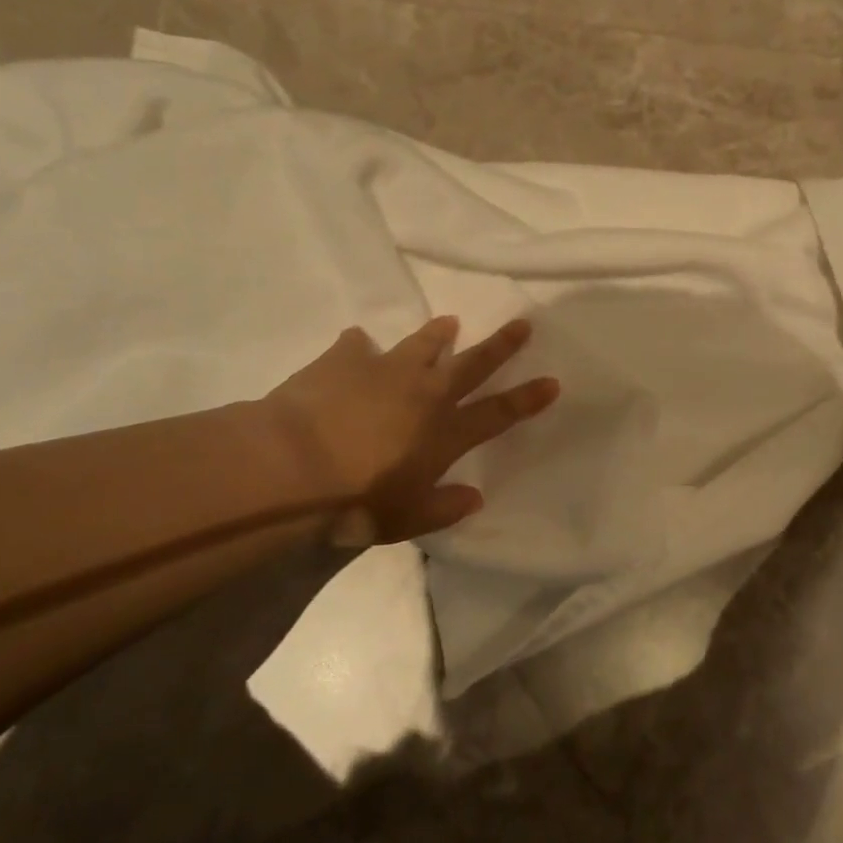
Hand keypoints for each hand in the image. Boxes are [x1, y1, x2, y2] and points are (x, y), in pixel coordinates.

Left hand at [259, 316, 557, 542]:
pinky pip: (356, 346)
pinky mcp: (344, 360)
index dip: (527, 398)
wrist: (291, 467)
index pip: (498, 413)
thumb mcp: (406, 520)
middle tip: (522, 324)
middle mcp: (425, 394)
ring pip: (422, 344)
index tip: (551, 381)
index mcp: (444, 433)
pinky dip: (360, 346)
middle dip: (501, 345)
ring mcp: (385, 370)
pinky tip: (357, 343)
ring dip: (438, 334)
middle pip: (472, 364)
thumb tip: (475, 498)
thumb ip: (444, 507)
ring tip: (449, 322)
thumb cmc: (355, 502)